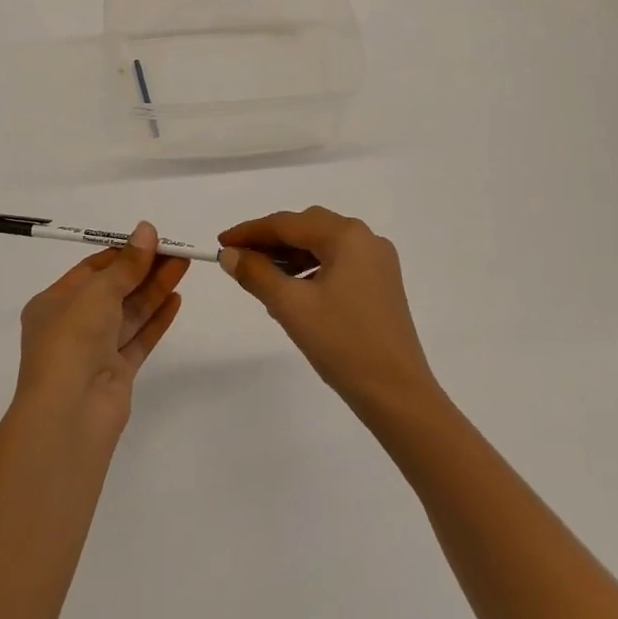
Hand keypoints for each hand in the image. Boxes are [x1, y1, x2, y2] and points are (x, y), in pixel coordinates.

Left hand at [17, 222, 186, 427]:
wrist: (69, 413)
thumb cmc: (72, 340)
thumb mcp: (97, 291)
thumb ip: (127, 264)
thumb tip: (147, 229)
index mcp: (53, 303)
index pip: (91, 270)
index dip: (122, 253)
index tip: (151, 239)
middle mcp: (72, 325)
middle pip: (114, 290)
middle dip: (144, 269)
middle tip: (176, 250)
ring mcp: (95, 350)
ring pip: (130, 313)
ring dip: (155, 289)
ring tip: (184, 265)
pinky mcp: (117, 372)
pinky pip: (139, 338)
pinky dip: (157, 319)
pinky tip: (177, 299)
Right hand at [219, 207, 440, 420]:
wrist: (397, 394)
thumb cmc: (342, 344)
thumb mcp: (291, 306)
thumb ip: (256, 273)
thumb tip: (230, 255)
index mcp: (347, 236)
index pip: (288, 223)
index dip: (250, 232)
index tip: (220, 243)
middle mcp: (366, 239)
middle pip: (307, 229)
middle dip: (270, 242)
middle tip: (237, 259)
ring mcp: (377, 262)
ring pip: (322, 246)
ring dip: (289, 257)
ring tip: (260, 278)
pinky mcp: (380, 285)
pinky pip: (337, 264)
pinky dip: (310, 271)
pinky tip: (291, 293)